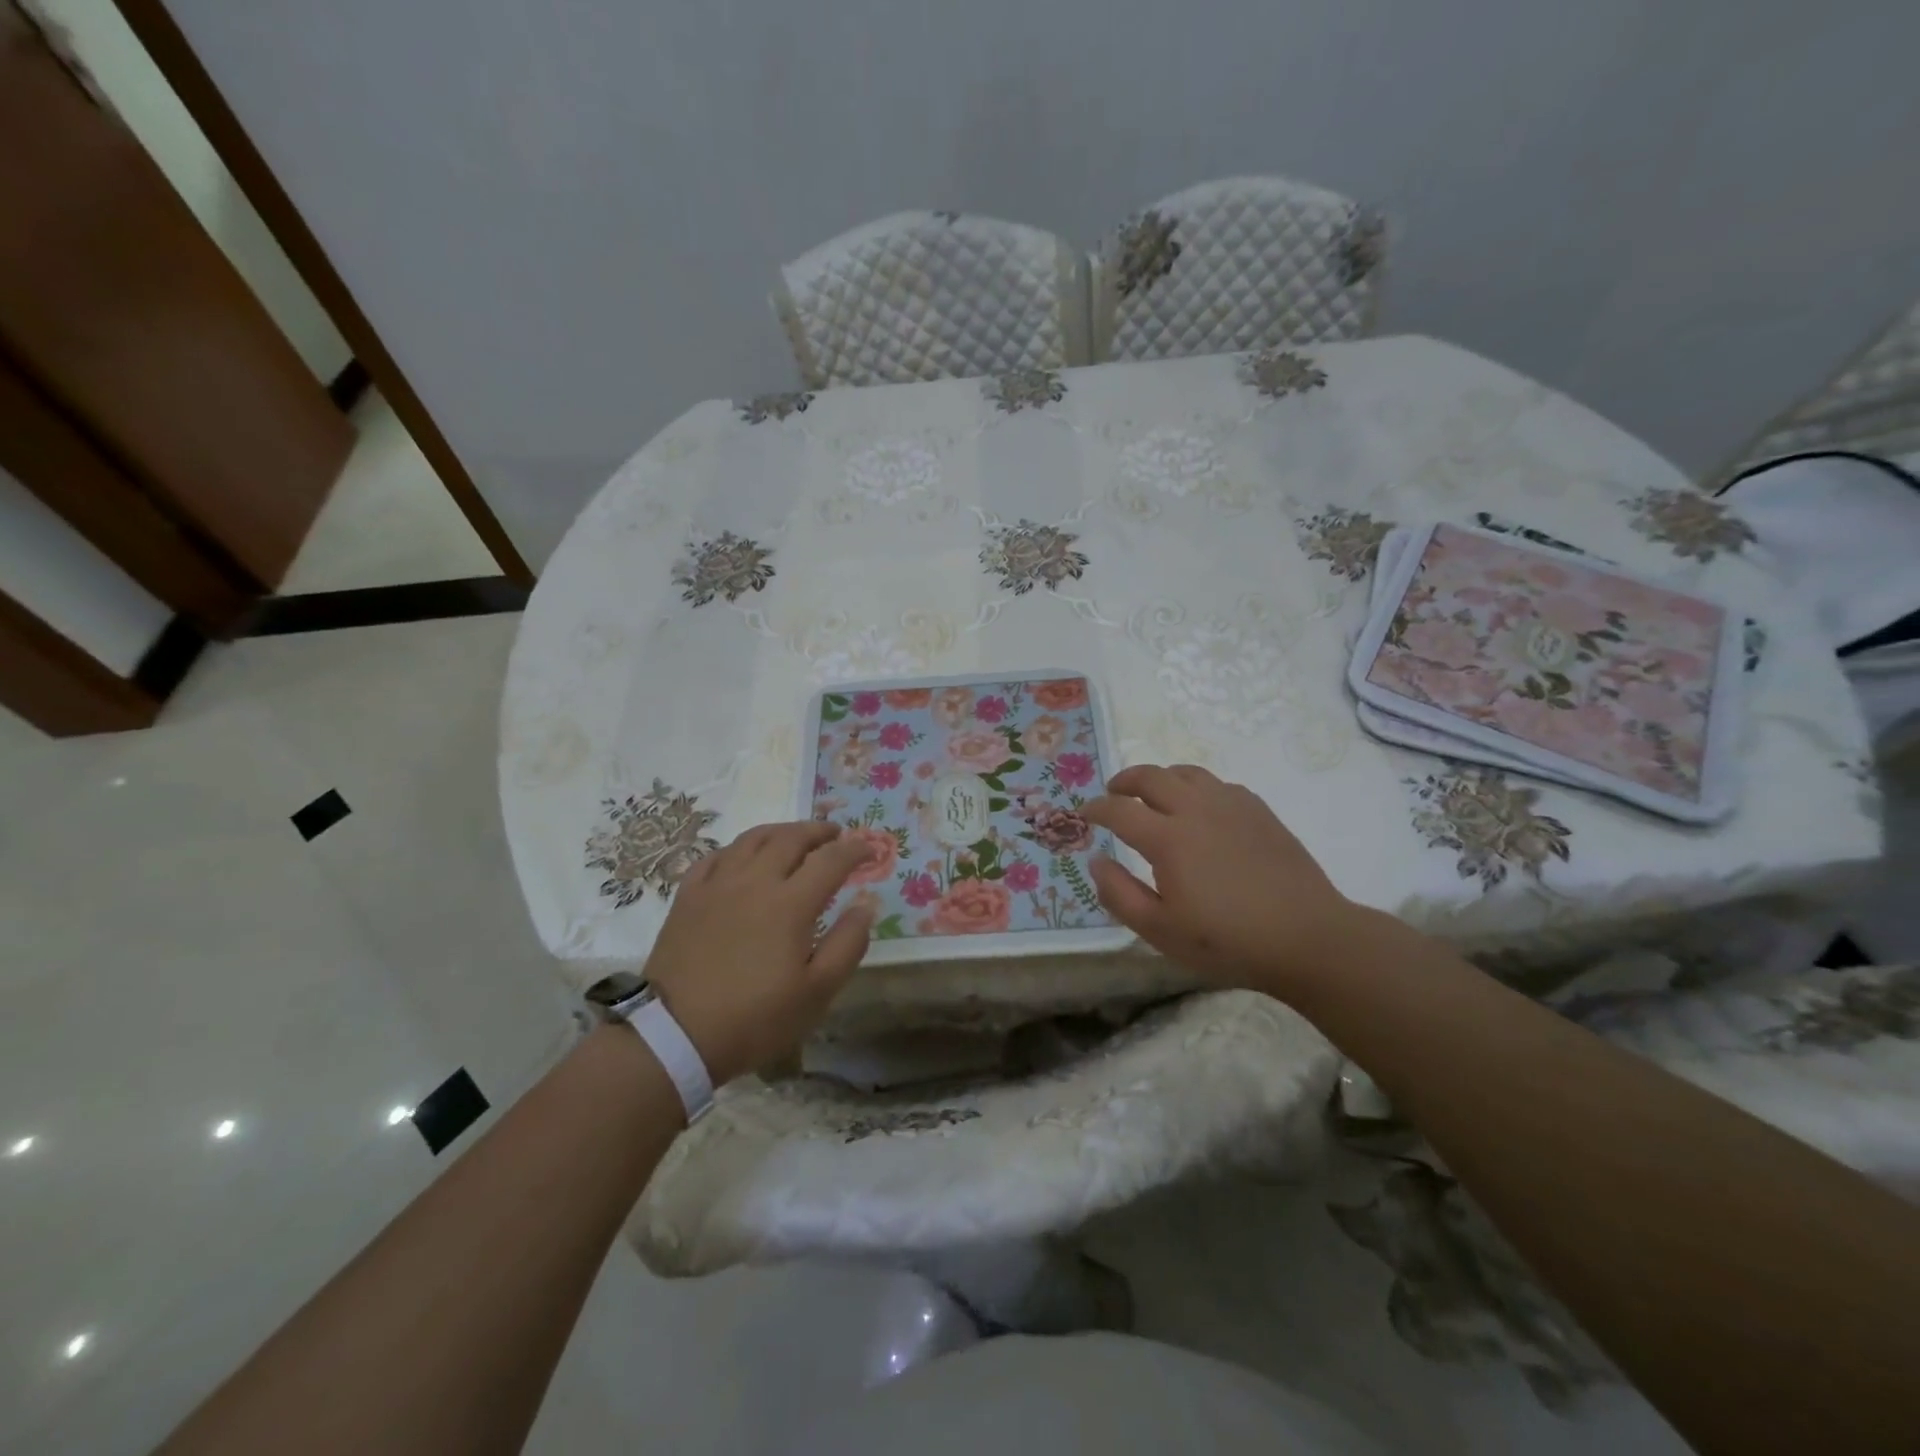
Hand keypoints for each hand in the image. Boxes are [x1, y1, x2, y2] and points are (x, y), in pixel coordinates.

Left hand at [640, 822, 875, 1085]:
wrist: (675, 1035)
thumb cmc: (755, 1018)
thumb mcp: (817, 992)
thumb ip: (848, 943)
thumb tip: (866, 903)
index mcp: (790, 903)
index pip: (831, 860)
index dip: (855, 850)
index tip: (870, 851)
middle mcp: (755, 881)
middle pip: (791, 838)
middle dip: (819, 831)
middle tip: (836, 834)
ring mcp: (717, 885)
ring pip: (752, 839)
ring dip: (781, 831)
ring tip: (794, 837)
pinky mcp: (688, 896)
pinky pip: (716, 856)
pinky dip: (738, 848)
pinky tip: (743, 857)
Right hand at [1083, 764, 1358, 995]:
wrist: (1307, 937)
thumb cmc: (1228, 941)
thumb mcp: (1160, 931)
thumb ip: (1120, 894)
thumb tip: (1097, 860)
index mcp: (1168, 839)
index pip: (1119, 810)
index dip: (1096, 808)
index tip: (1085, 813)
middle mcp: (1196, 810)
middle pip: (1151, 776)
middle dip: (1124, 780)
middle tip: (1113, 792)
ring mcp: (1231, 805)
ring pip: (1186, 773)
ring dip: (1160, 778)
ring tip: (1153, 794)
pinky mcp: (1259, 811)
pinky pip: (1217, 784)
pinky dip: (1196, 787)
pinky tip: (1199, 808)